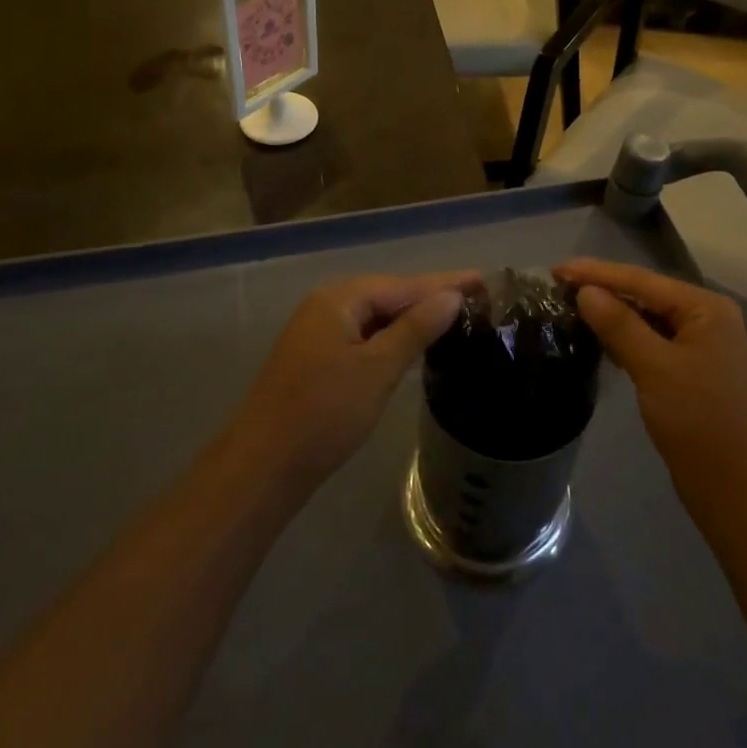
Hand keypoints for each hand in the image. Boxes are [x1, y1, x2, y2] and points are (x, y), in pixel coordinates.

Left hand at [231, 271, 479, 493]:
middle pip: (388, 295)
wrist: (263, 467)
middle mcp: (326, 306)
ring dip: (411, 318)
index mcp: (339, 299)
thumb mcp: (377, 369)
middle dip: (429, 297)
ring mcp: (317, 333)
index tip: (483, 280)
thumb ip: (415, 329)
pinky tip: (412, 346)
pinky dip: (390, 338)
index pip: (403, 285)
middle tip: (475, 297)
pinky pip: (363, 336)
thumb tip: (451, 297)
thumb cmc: (324, 413)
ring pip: (375, 318)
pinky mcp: (316, 360)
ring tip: (453, 317)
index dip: (444, 283)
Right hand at [555, 259, 746, 493]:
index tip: (555, 269)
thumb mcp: (655, 368)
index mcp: (705, 308)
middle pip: (645, 295)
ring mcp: (699, 346)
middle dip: (602, 289)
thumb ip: (619, 325)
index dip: (596, 273)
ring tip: (570, 306)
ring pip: (646, 319)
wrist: (739, 493)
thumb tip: (585, 291)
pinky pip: (651, 342)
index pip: (641, 280)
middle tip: (557, 286)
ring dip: (611, 313)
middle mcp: (705, 319)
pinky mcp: (690, 372)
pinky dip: (624, 337)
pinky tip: (598, 338)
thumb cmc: (700, 423)